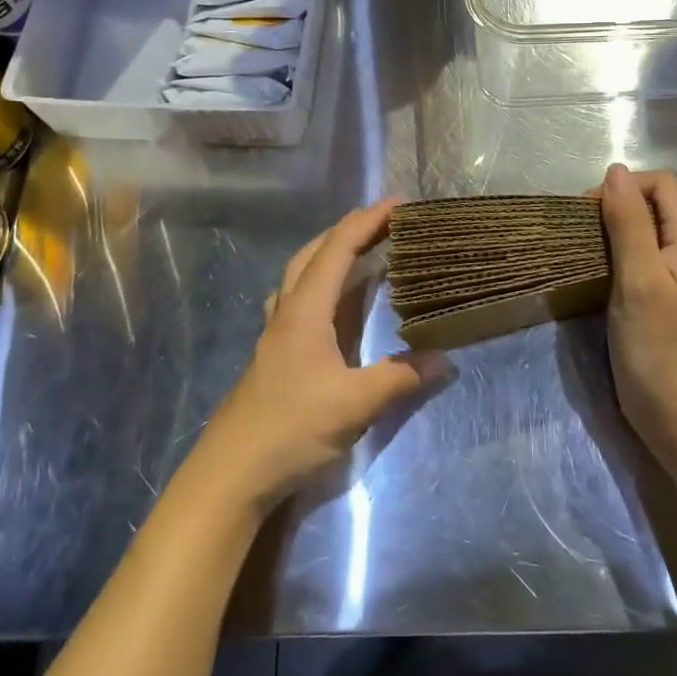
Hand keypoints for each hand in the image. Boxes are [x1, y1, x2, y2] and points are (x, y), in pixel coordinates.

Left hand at [201, 199, 443, 509]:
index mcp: (306, 310)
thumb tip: (445, 359)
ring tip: (361, 251)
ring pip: (301, 273)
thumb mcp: (354, 404)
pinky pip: (299, 298)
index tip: (398, 203)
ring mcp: (276, 331)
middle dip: (348, 229)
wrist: (232, 472)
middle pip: (314, 252)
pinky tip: (330, 301)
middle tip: (384, 222)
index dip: (367, 221)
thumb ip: (400, 378)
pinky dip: (320, 283)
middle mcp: (288, 310)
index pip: (338, 249)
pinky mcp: (275, 352)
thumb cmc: (291, 428)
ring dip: (330, 253)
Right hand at [598, 165, 676, 447]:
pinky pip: (644, 256)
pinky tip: (599, 271)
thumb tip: (615, 172)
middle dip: (618, 205)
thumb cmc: (656, 344)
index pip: (663, 185)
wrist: (676, 413)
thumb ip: (628, 223)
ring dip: (616, 229)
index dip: (626, 186)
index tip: (591, 211)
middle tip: (583, 231)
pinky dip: (620, 253)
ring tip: (586, 248)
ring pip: (648, 230)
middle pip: (656, 204)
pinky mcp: (666, 296)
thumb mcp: (638, 277)